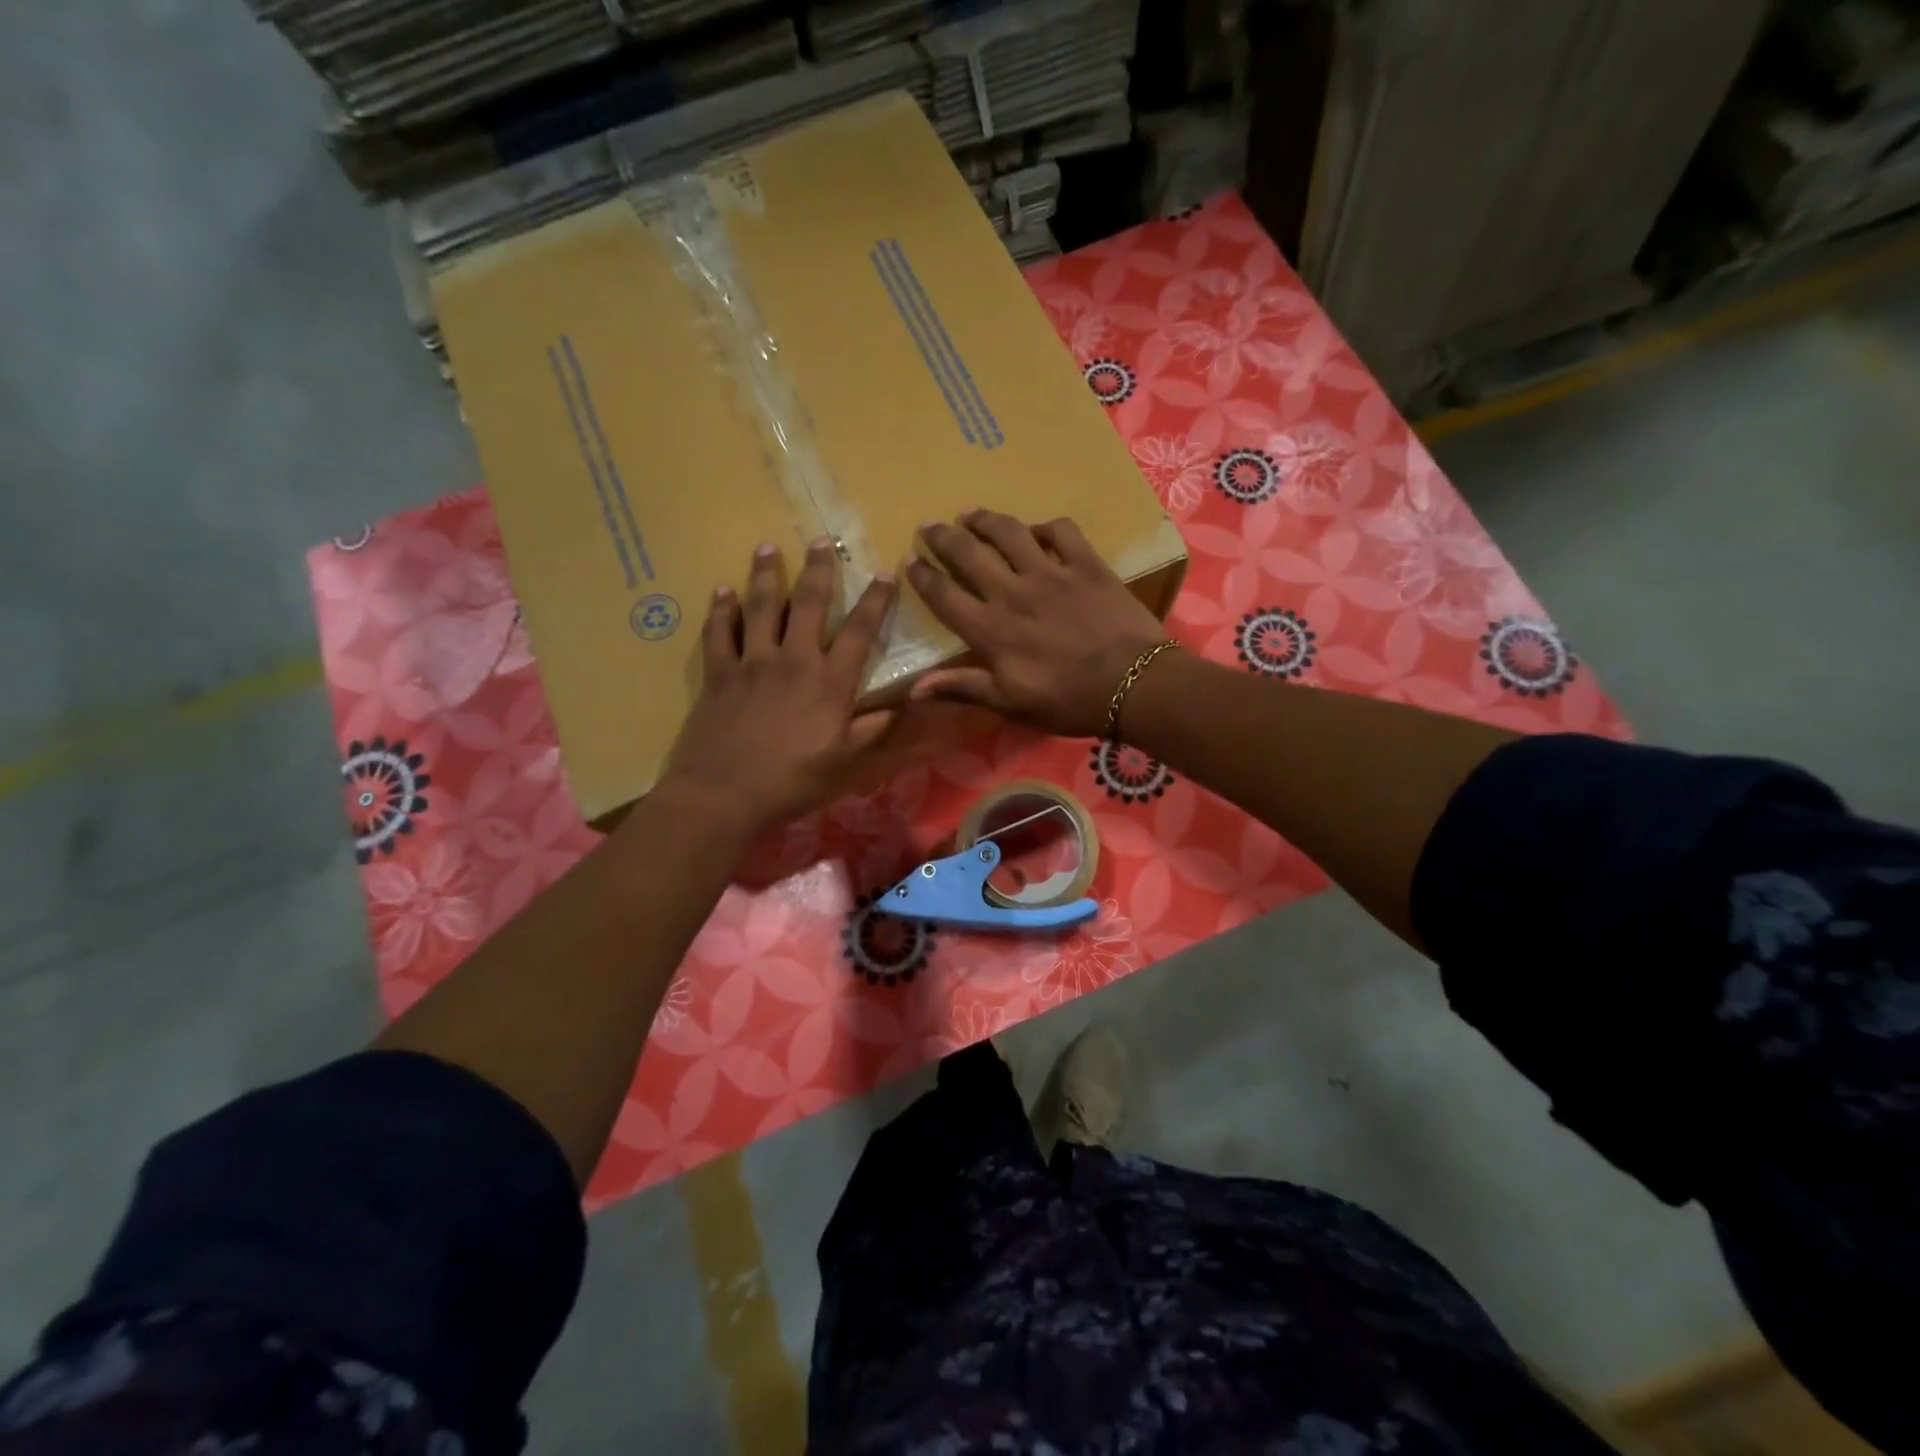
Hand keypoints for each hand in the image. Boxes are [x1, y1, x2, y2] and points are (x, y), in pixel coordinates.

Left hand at [660, 538, 895, 830]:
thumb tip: (899, 708)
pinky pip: (719, 632)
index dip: (875, 601)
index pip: (859, 632)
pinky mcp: (718, 673)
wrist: (724, 794)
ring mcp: (752, 663)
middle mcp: (793, 661)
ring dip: (766, 574)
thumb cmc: (791, 782)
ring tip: (768, 546)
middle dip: (818, 569)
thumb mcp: (843, 763)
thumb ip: (870, 731)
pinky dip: (720, 609)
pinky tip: (722, 590)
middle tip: (821, 539)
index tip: (885, 573)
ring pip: (761, 607)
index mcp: (829, 683)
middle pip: (809, 604)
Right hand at [905, 511, 1167, 737]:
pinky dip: (1045, 527)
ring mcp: (1051, 573)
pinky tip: (1038, 531)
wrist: (1134, 685)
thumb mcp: (1011, 704)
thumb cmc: (1069, 701)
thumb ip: (964, 688)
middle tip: (929, 525)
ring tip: (970, 514)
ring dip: (985, 520)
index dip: (923, 576)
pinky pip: (1061, 531)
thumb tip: (913, 688)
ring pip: (1009, 533)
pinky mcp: (1086, 564)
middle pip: (969, 554)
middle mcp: (1014, 592)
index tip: (909, 560)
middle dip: (943, 537)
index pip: (945, 596)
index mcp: (992, 629)